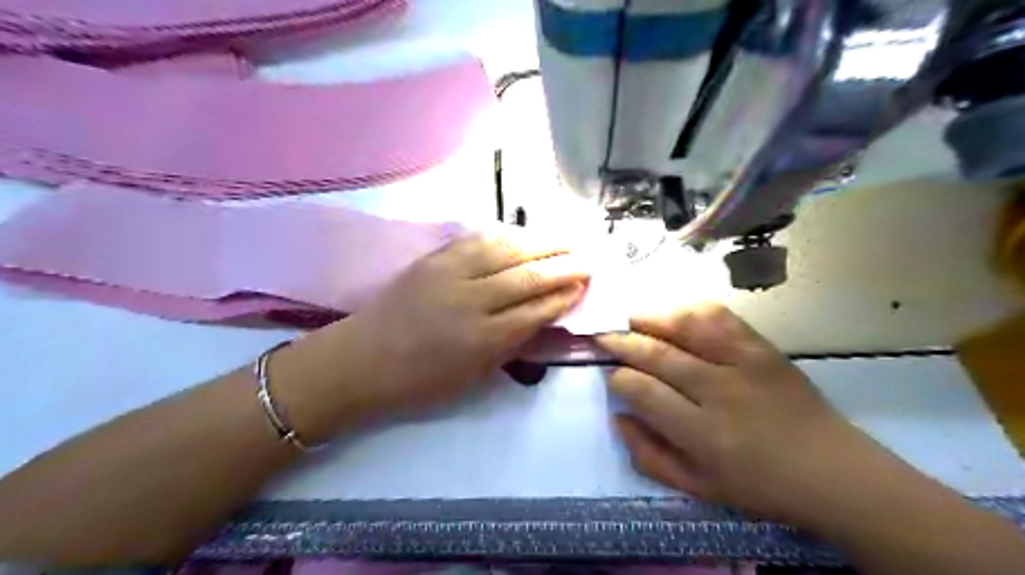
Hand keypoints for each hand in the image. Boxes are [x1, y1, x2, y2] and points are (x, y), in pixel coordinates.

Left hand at [337, 230, 588, 415]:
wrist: (362, 359)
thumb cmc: (419, 381)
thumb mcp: (473, 376)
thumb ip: (511, 345)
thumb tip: (542, 318)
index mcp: (483, 339)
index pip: (536, 310)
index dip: (564, 296)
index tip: (584, 286)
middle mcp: (472, 300)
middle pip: (528, 275)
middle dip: (564, 266)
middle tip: (587, 259)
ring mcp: (451, 274)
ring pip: (507, 250)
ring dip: (541, 243)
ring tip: (565, 241)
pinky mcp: (434, 259)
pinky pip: (478, 240)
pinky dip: (507, 236)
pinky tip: (524, 235)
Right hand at [598, 306, 877, 525]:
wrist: (833, 470)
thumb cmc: (760, 486)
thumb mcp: (698, 488)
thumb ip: (649, 455)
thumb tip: (618, 417)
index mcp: (701, 434)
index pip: (642, 391)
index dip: (618, 378)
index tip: (612, 375)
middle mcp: (719, 392)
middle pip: (657, 354)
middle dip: (622, 343)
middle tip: (603, 337)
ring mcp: (744, 364)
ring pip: (685, 327)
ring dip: (651, 319)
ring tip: (631, 319)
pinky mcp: (763, 348)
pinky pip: (720, 317)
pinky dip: (691, 310)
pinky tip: (675, 314)